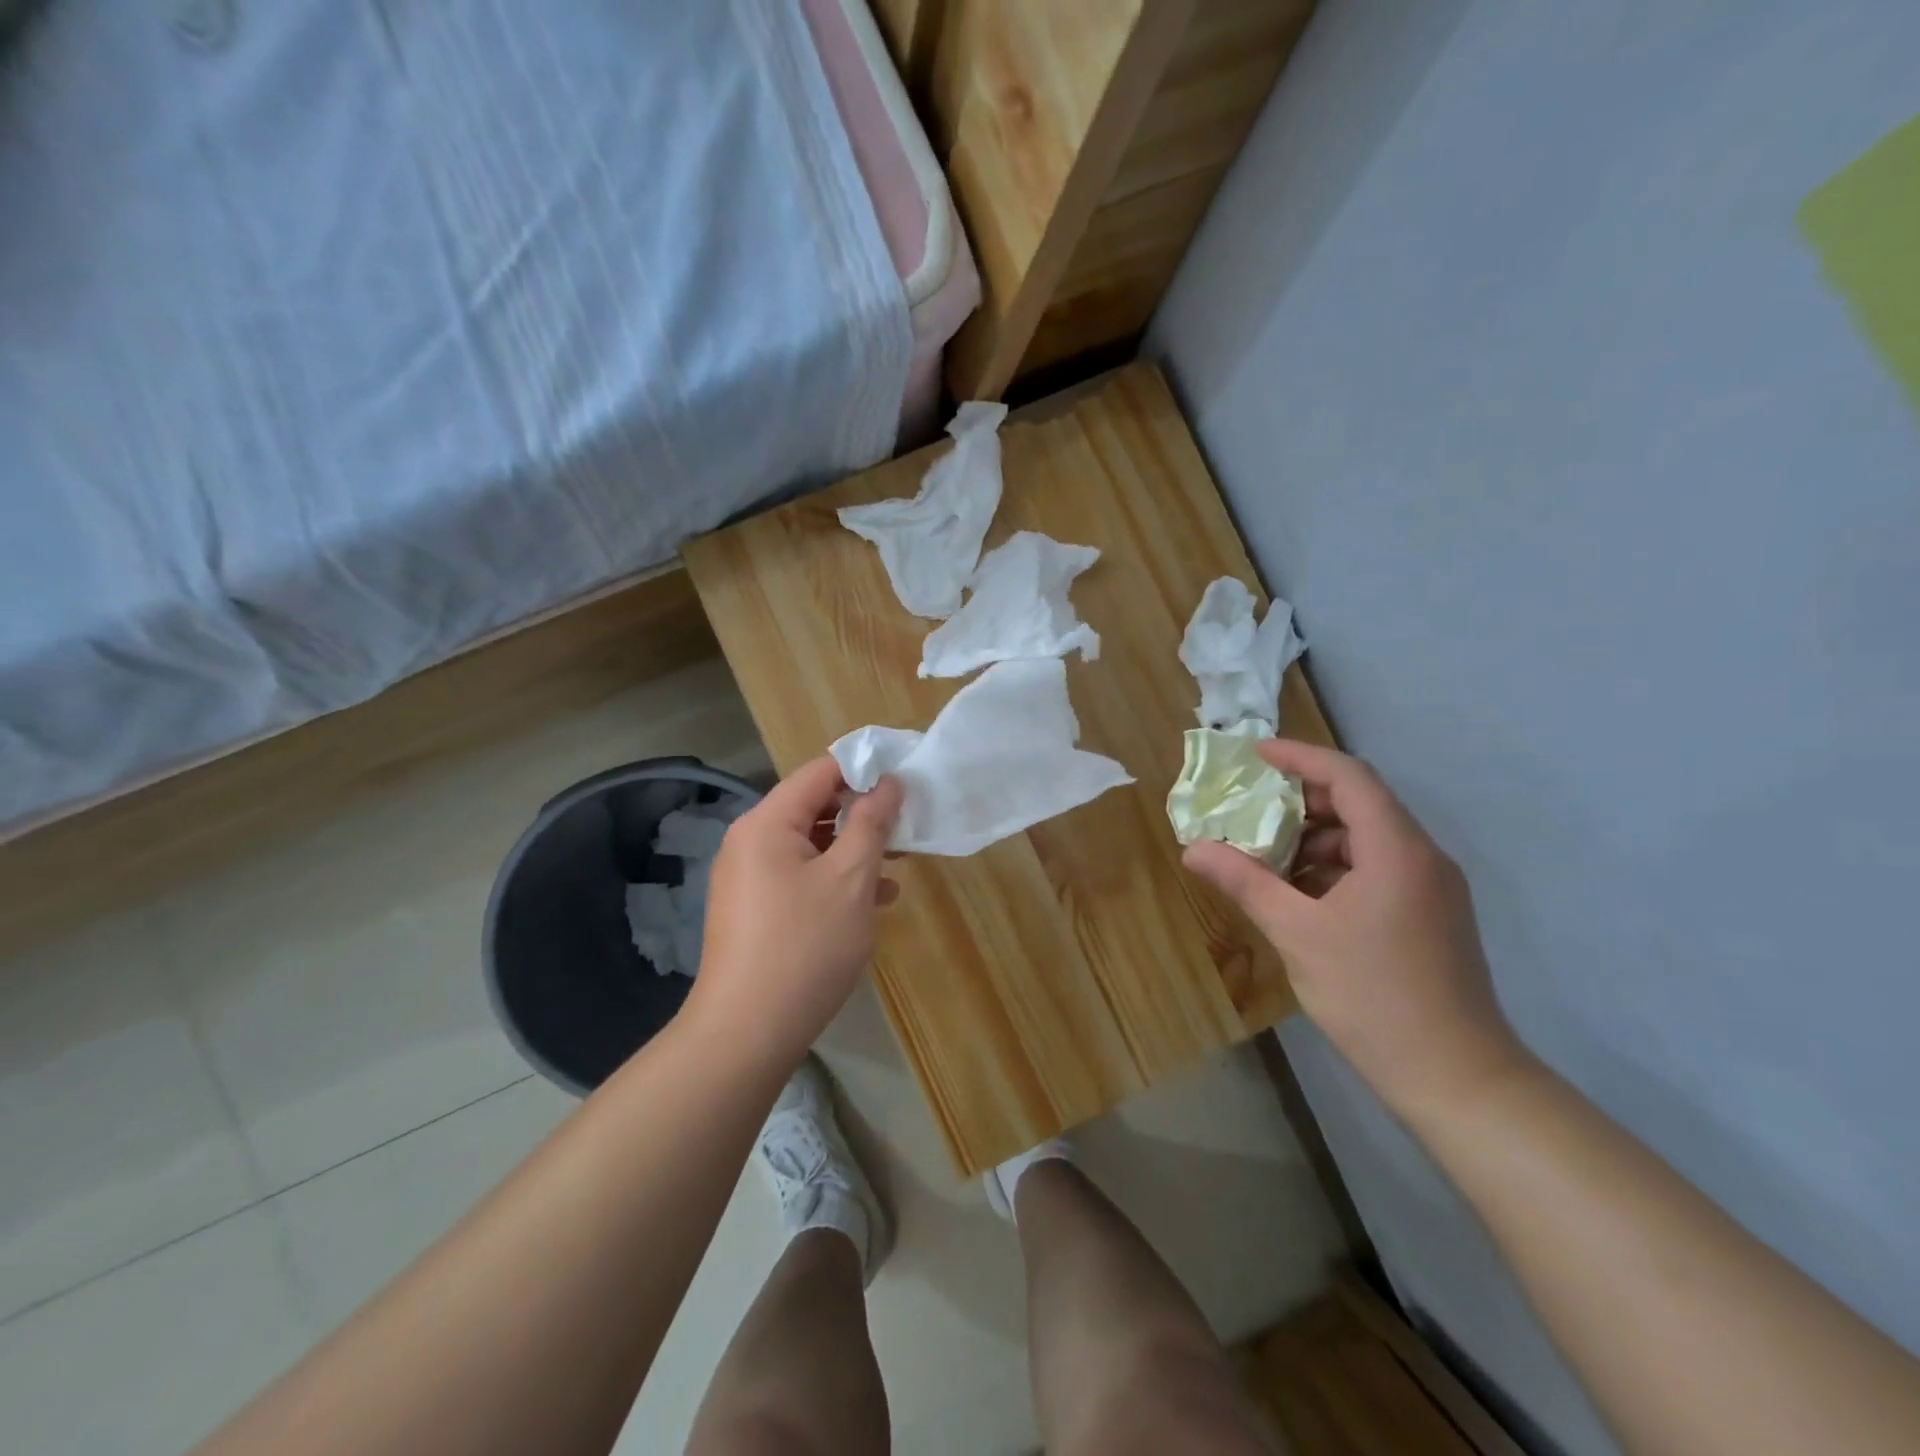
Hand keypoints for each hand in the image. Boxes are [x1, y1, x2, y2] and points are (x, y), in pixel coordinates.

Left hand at [687, 757, 903, 1061]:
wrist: (746, 1033)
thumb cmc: (805, 946)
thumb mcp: (851, 878)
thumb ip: (871, 823)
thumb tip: (888, 783)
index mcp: (767, 823)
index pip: (820, 771)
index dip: (865, 769)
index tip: (906, 779)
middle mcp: (750, 842)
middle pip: (814, 808)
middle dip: (863, 815)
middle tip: (908, 828)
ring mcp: (748, 879)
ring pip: (811, 847)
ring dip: (854, 851)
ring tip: (898, 868)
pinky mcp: (754, 911)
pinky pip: (800, 878)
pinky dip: (835, 881)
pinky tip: (871, 903)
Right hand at [1182, 739, 1528, 1122]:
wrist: (1456, 1077)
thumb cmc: (1373, 996)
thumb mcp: (1297, 934)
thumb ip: (1245, 882)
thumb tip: (1193, 849)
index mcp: (1397, 850)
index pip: (1349, 777)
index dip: (1301, 758)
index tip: (1256, 756)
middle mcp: (1423, 857)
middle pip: (1361, 803)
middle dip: (1302, 799)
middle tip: (1250, 807)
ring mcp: (1432, 888)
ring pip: (1368, 838)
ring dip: (1316, 837)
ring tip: (1266, 854)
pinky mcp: (1431, 915)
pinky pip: (1379, 868)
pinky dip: (1336, 867)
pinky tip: (1300, 893)